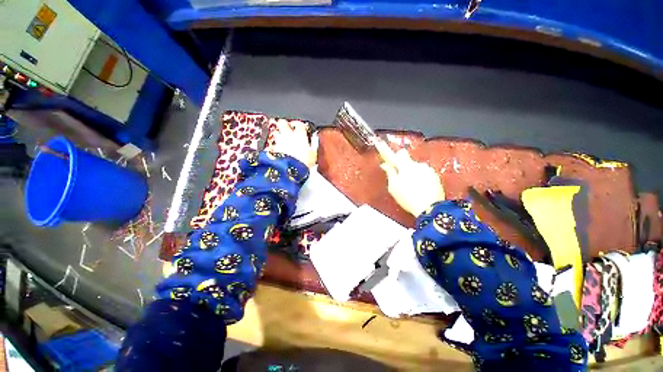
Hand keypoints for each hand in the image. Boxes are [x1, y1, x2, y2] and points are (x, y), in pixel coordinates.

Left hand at [269, 120, 317, 167]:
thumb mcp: (314, 155)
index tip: (301, 127)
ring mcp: (279, 142)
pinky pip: (272, 144)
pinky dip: (274, 145)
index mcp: (300, 135)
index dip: (299, 124)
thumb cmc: (303, 162)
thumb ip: (314, 146)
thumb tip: (315, 141)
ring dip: (278, 133)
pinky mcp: (273, 149)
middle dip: (284, 124)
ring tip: (282, 138)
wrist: (290, 170)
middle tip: (287, 128)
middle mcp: (288, 135)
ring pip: (276, 132)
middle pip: (283, 123)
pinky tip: (278, 149)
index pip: (299, 124)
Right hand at [378, 143, 444, 215]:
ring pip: (414, 166)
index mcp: (405, 166)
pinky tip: (418, 187)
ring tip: (409, 186)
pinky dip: (419, 177)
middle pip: (405, 158)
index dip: (385, 149)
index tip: (379, 142)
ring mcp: (427, 169)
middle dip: (400, 163)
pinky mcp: (434, 175)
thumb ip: (390, 173)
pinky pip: (423, 172)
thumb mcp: (394, 187)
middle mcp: (417, 164)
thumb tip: (385, 165)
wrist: (430, 208)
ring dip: (410, 172)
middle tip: (397, 174)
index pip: (392, 155)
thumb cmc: (408, 198)